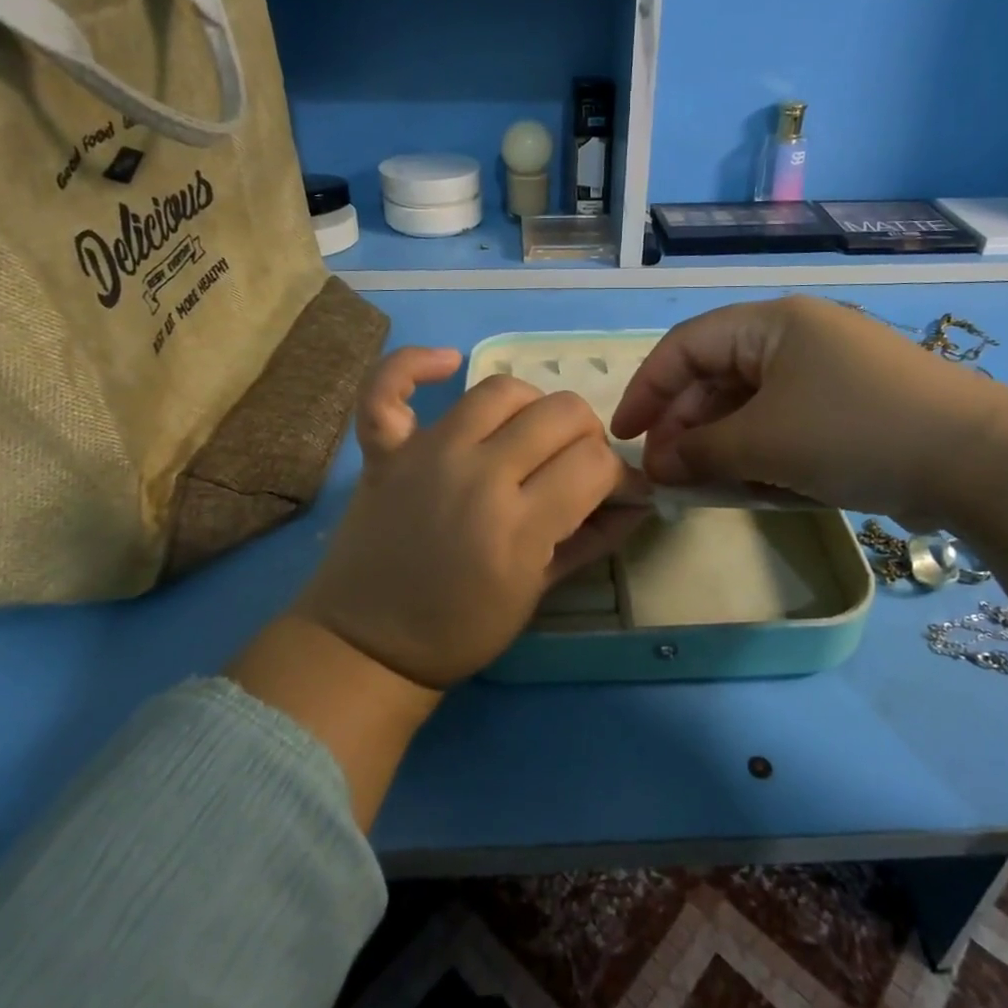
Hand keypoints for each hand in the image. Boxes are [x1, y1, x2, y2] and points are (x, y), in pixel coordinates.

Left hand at [295, 360, 646, 687]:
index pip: (594, 462)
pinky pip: (389, 387)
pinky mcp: (385, 450)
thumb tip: (640, 499)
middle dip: (586, 436)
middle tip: (575, 467)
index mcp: (518, 525)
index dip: (618, 475)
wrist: (368, 645)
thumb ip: (593, 538)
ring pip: (501, 389)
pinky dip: (414, 365)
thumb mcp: (538, 593)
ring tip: (529, 434)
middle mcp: (476, 474)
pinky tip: (447, 362)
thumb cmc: (461, 630)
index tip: (615, 492)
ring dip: (531, 405)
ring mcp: (426, 454)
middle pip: (561, 413)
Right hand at [609, 295, 999, 524]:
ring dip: (721, 445)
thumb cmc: (854, 432)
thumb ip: (700, 451)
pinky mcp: (850, 408)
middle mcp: (797, 338)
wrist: (978, 461)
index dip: (647, 389)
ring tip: (704, 488)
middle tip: (667, 476)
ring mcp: (827, 373)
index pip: (686, 346)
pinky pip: (785, 424)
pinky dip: (761, 452)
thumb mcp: (764, 442)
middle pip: (716, 376)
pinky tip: (752, 487)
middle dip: (685, 427)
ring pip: (750, 405)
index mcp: (772, 324)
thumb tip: (658, 465)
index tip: (624, 437)